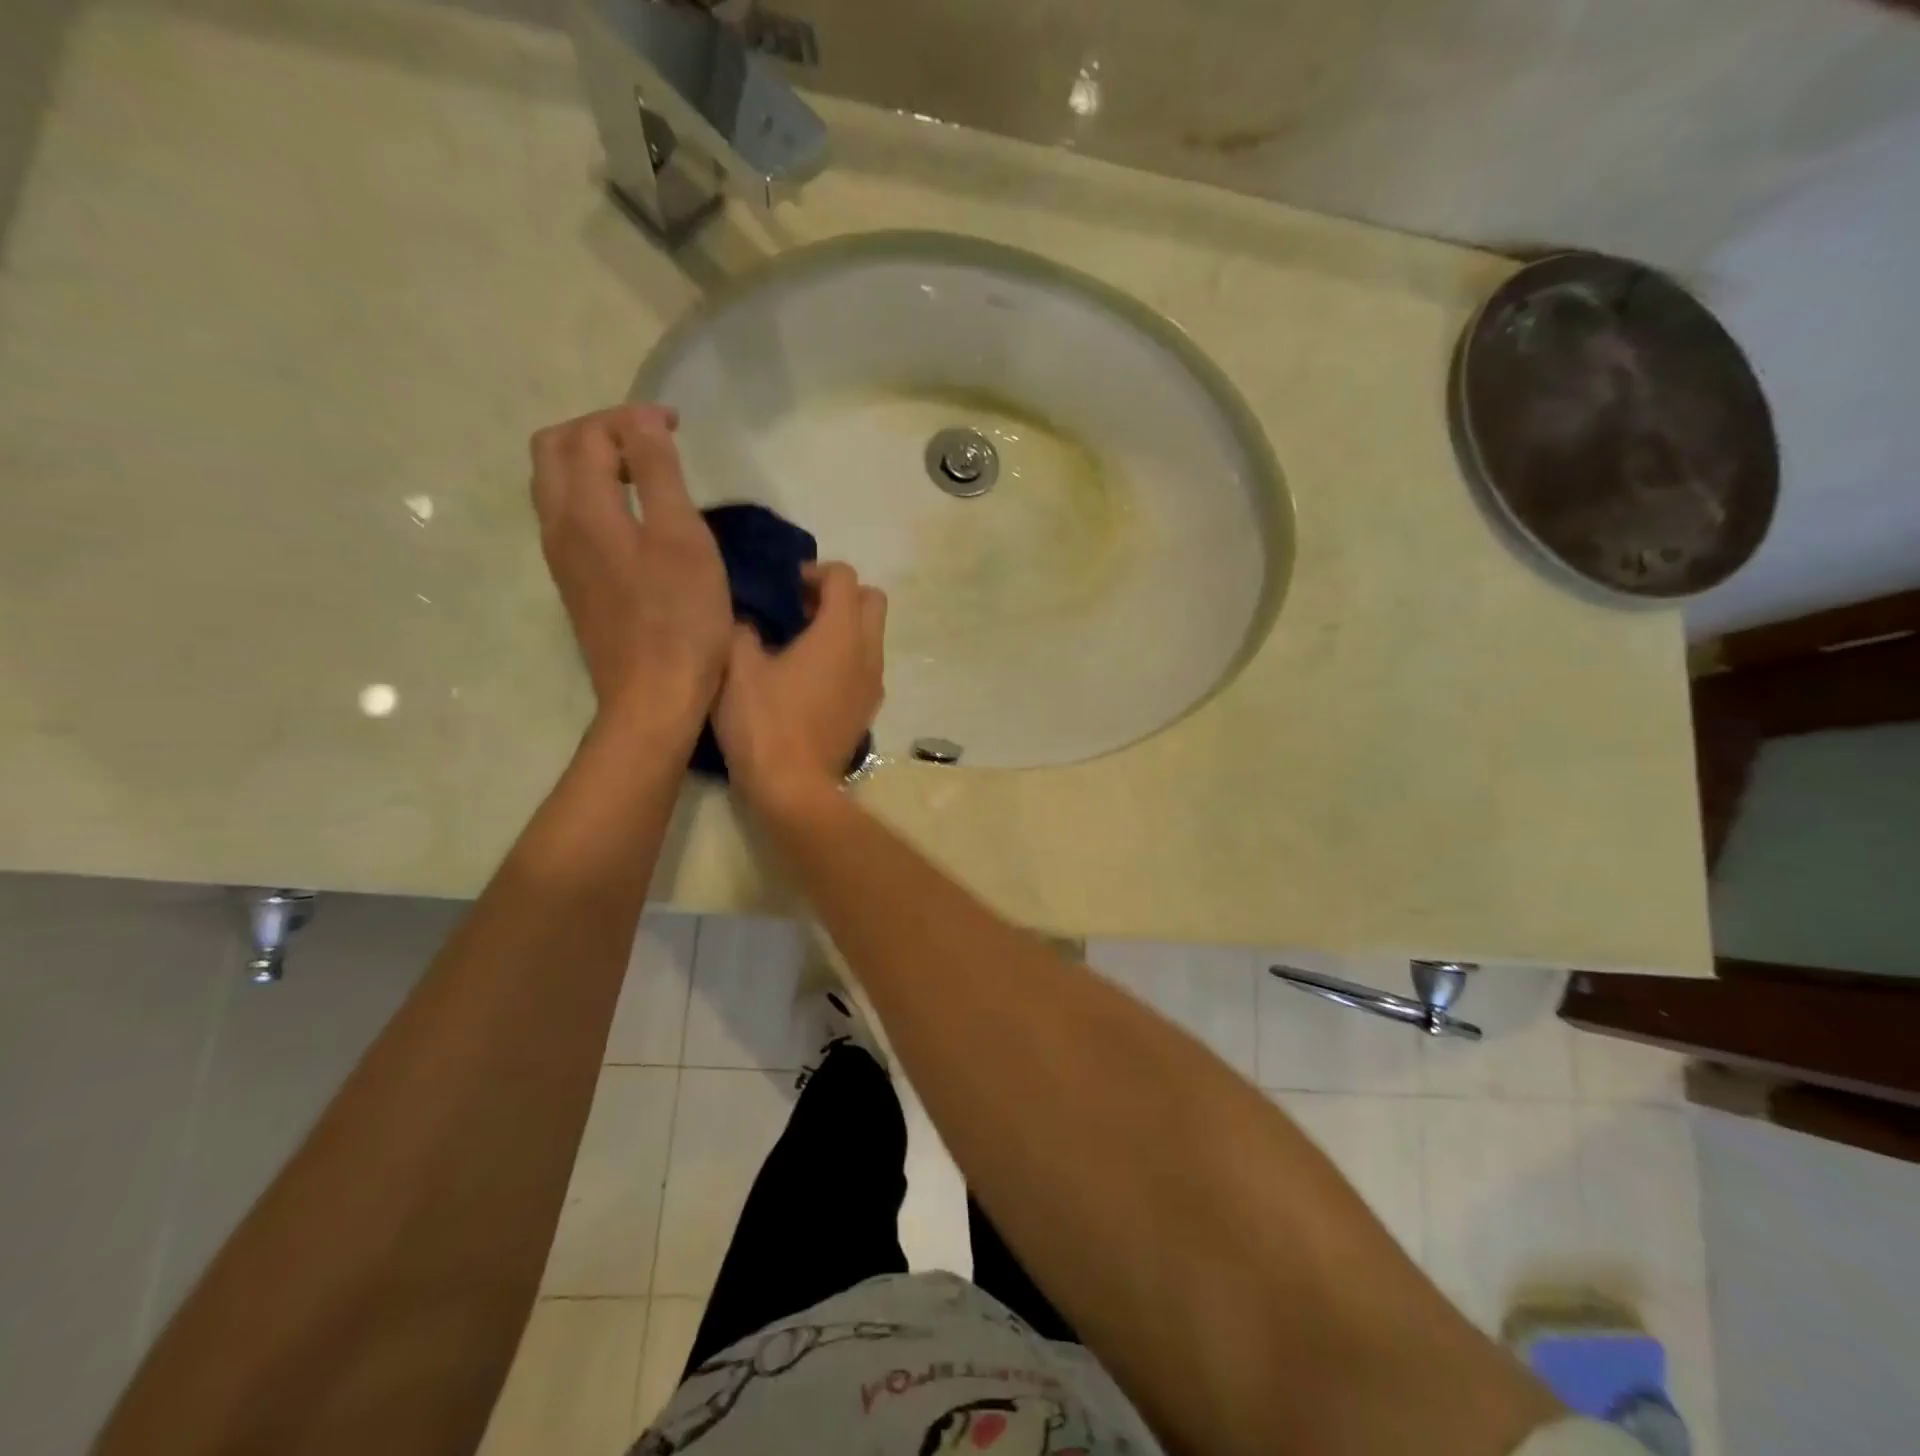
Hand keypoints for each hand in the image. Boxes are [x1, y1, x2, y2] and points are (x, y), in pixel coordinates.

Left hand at [530, 405, 730, 724]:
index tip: (675, 427)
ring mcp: (562, 560)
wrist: (654, 698)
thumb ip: (659, 473)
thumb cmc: (680, 619)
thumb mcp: (682, 539)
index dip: (629, 418)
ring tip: (644, 472)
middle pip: (554, 452)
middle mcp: (558, 527)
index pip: (588, 434)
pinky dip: (596, 497)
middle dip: (599, 431)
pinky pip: (570, 519)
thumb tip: (641, 422)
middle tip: (650, 441)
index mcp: (583, 510)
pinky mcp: (576, 586)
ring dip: (594, 463)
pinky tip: (634, 518)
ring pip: (556, 486)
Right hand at [714, 561, 885, 812]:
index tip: (786, 585)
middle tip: (801, 607)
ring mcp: (873, 683)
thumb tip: (749, 620)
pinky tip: (811, 677)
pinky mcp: (868, 709)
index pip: (845, 577)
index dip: (816, 571)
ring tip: (802, 642)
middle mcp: (868, 652)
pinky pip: (866, 666)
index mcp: (840, 633)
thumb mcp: (737, 668)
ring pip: (872, 635)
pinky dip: (847, 657)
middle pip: (872, 601)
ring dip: (845, 627)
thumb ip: (742, 630)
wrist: (794, 788)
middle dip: (840, 594)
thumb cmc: (764, 723)